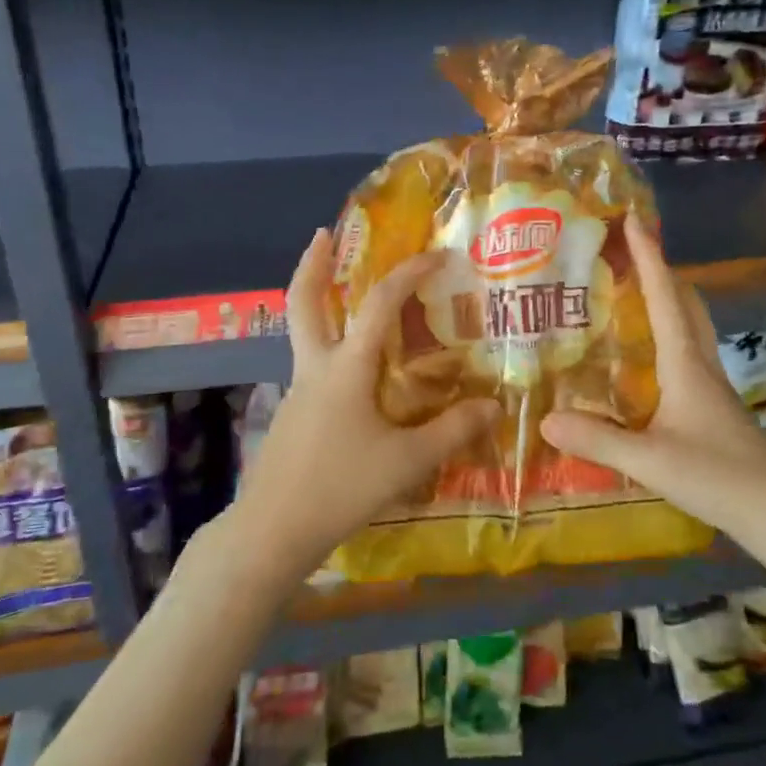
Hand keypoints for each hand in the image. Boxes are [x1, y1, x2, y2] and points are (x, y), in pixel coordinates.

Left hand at [227, 229, 498, 582]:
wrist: (272, 530)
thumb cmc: (341, 487)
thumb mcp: (407, 461)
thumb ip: (452, 432)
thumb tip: (493, 406)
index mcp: (346, 367)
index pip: (379, 303)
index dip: (409, 273)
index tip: (437, 255)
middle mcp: (316, 367)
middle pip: (303, 302)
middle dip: (312, 264)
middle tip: (323, 234)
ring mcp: (298, 390)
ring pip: (303, 332)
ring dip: (317, 302)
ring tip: (344, 295)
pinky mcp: (292, 414)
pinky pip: (312, 365)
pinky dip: (328, 346)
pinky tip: (352, 373)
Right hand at [540, 216, 765, 553]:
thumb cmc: (717, 476)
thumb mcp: (649, 459)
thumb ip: (597, 439)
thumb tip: (545, 419)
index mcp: (685, 363)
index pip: (665, 297)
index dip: (650, 257)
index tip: (634, 220)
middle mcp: (700, 364)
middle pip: (685, 302)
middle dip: (659, 270)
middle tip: (629, 253)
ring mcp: (711, 385)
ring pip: (690, 325)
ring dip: (667, 299)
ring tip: (632, 293)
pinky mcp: (712, 405)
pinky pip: (687, 351)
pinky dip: (668, 332)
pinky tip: (647, 355)